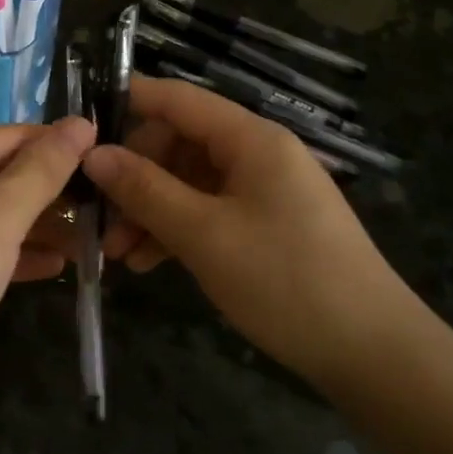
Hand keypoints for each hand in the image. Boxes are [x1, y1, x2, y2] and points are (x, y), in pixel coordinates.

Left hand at [0, 117, 96, 363]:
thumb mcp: (1, 211)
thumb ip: (44, 167)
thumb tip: (81, 122)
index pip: (6, 137)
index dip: (55, 145)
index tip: (104, 156)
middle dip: (49, 194)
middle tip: (102, 206)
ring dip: (37, 227)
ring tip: (89, 240)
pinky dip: (12, 255)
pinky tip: (54, 267)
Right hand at [82, 76, 410, 381]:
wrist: (373, 354)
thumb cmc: (286, 280)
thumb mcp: (205, 234)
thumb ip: (145, 190)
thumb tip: (93, 154)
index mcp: (251, 139)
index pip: (178, 99)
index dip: (128, 101)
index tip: (79, 122)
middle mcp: (257, 154)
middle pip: (179, 144)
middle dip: (134, 177)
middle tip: (97, 216)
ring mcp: (263, 191)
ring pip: (188, 182)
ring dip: (149, 211)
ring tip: (116, 253)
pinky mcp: (266, 225)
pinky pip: (208, 212)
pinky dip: (176, 231)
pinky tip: (147, 263)